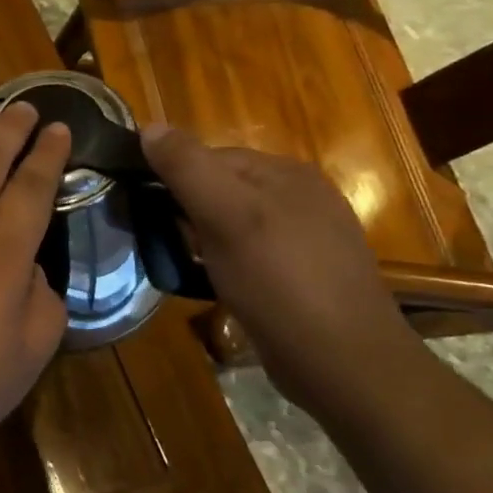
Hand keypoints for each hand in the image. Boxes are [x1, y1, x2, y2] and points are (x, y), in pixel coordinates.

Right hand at [140, 127, 410, 408]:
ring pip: (235, 224)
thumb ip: (187, 168)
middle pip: (222, 189)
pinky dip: (227, 264)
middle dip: (188, 211)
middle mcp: (302, 197)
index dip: (174, 178)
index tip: (146, 209)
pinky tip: (219, 285)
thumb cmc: (280, 281)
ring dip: (204, 240)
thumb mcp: (226, 216)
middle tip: (166, 242)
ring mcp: (309, 239)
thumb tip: (149, 127)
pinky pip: (251, 255)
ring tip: (187, 265)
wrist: (345, 365)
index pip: (211, 156)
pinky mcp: (306, 277)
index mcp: (287, 173)